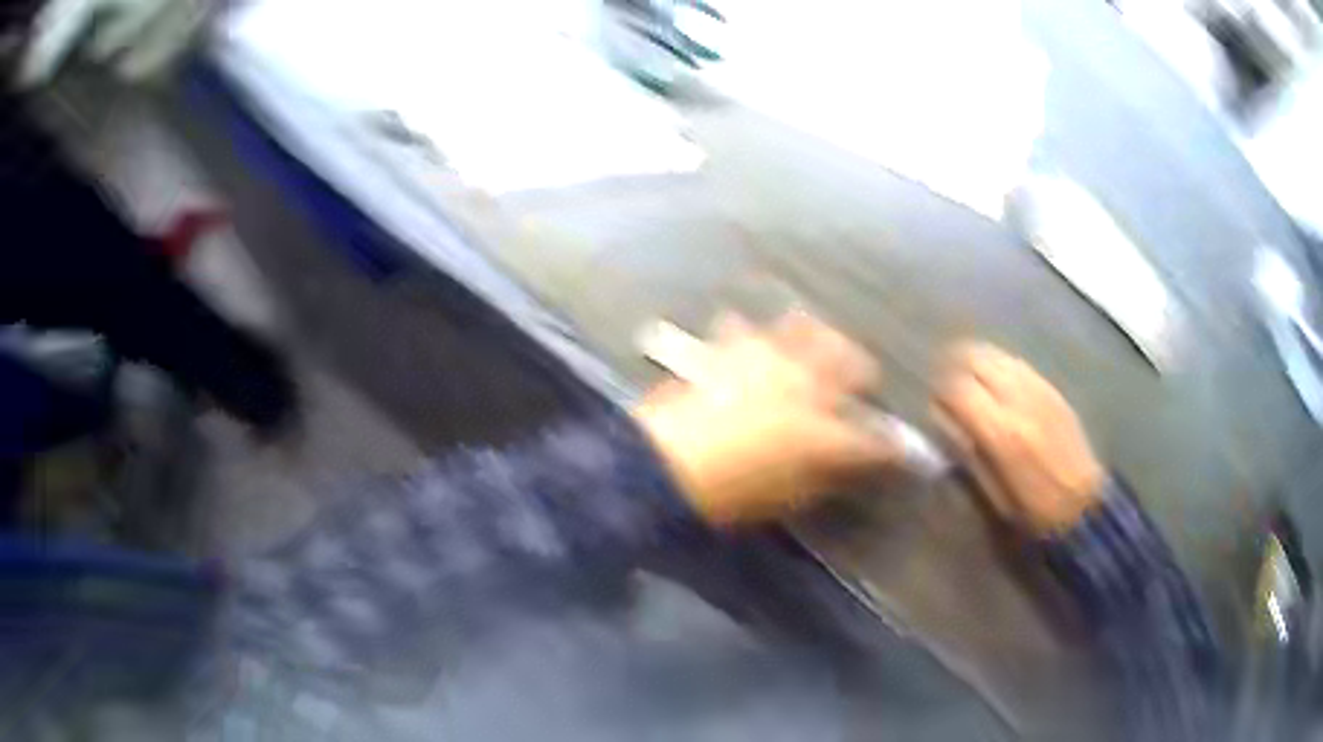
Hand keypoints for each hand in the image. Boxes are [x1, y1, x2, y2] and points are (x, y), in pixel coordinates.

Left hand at [633, 312, 898, 527]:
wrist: (661, 465)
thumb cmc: (728, 495)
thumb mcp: (786, 498)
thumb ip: (824, 476)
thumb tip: (847, 464)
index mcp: (823, 432)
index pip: (873, 438)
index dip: (890, 445)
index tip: (898, 448)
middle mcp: (803, 386)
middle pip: (851, 362)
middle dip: (863, 370)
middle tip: (862, 378)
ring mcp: (764, 360)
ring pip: (805, 328)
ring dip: (816, 337)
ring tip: (813, 348)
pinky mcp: (727, 350)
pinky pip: (744, 327)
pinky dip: (751, 333)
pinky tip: (748, 340)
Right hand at [933, 343, 1104, 534]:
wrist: (1082, 504)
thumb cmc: (1031, 510)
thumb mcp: (991, 491)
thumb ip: (967, 451)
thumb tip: (946, 421)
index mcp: (1000, 431)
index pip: (957, 389)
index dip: (940, 392)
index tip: (934, 403)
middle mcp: (1018, 401)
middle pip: (977, 359)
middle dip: (955, 366)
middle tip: (948, 384)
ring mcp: (1039, 390)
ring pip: (999, 355)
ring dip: (979, 362)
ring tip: (970, 379)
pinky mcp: (1053, 390)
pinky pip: (1020, 365)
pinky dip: (1002, 368)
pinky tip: (999, 384)